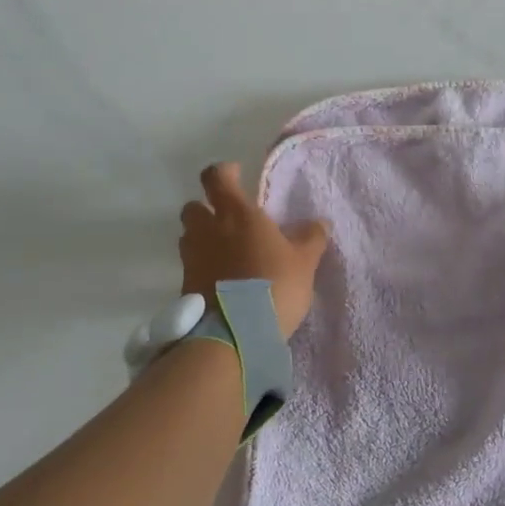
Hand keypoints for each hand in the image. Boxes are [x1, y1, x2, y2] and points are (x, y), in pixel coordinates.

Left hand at [179, 163, 329, 338]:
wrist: (234, 333)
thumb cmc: (274, 286)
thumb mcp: (304, 263)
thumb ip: (311, 238)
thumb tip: (319, 222)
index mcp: (237, 214)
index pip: (217, 177)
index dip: (225, 173)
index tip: (237, 175)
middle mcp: (208, 229)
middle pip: (194, 206)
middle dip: (207, 208)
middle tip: (228, 220)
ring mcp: (192, 257)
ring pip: (189, 236)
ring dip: (202, 238)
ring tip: (225, 252)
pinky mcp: (185, 284)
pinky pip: (191, 265)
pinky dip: (202, 266)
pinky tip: (221, 280)